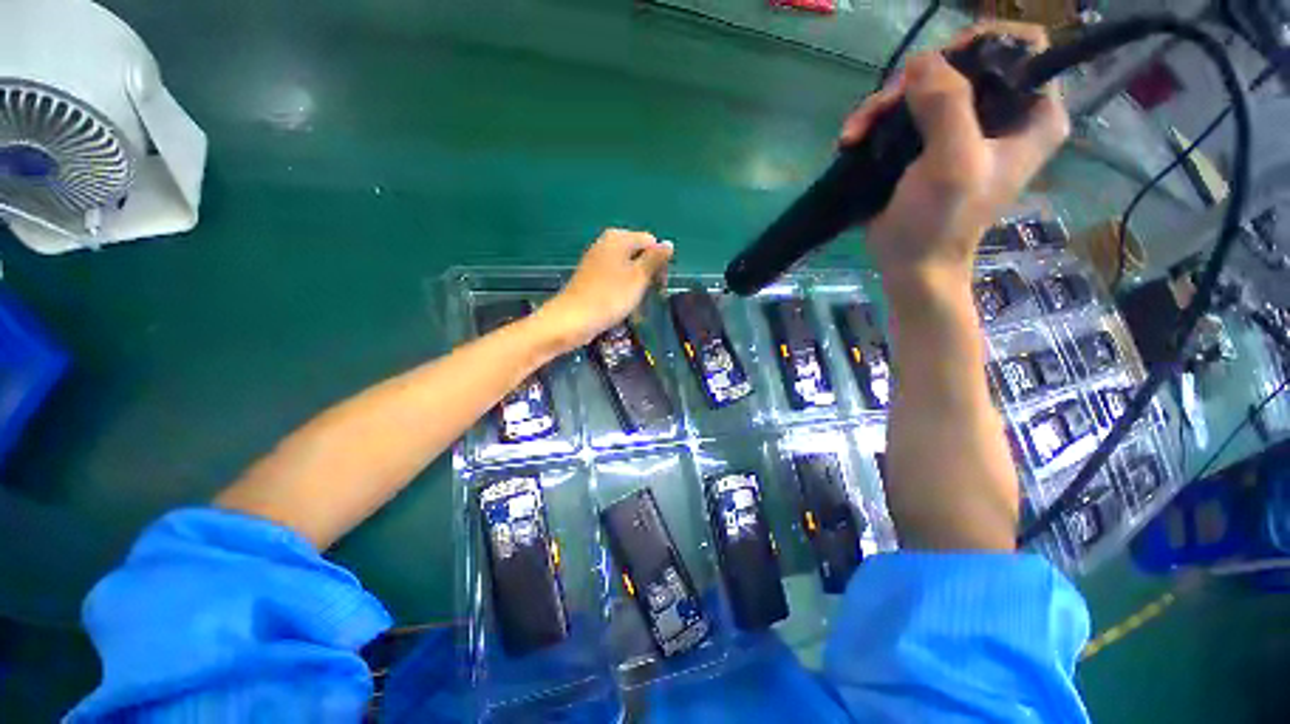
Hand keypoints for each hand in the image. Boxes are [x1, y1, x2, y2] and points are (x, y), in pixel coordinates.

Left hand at [536, 229, 673, 350]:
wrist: (573, 319)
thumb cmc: (610, 296)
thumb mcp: (639, 277)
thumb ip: (655, 259)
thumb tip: (669, 243)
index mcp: (619, 238)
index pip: (651, 242)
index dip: (659, 262)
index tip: (660, 284)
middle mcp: (606, 243)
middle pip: (638, 253)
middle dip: (647, 272)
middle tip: (649, 294)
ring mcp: (596, 260)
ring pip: (627, 267)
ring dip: (636, 283)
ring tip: (635, 301)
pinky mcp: (591, 277)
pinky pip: (614, 277)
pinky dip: (622, 288)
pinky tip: (621, 303)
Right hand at [841, 21, 1068, 288]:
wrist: (911, 264)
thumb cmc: (942, 221)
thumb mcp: (953, 163)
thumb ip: (947, 105)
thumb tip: (921, 60)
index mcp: (1032, 114)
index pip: (1022, 48)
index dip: (980, 46)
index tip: (938, 69)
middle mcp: (1002, 113)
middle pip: (962, 62)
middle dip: (916, 80)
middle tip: (884, 107)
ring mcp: (961, 127)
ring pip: (924, 86)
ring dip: (884, 105)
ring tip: (856, 133)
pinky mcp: (927, 143)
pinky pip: (903, 112)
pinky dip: (875, 122)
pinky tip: (852, 139)